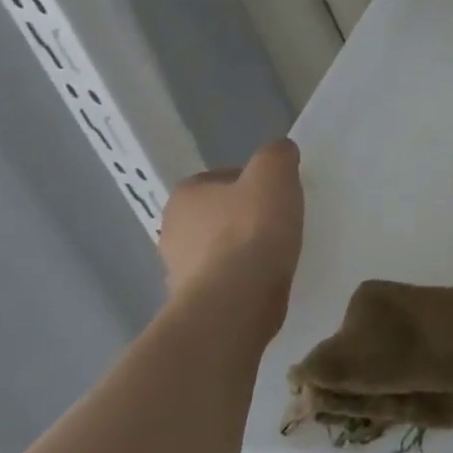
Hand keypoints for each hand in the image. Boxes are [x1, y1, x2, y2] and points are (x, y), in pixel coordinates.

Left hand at [158, 139, 303, 338]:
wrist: (234, 301)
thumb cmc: (252, 230)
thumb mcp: (275, 175)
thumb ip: (277, 155)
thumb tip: (280, 151)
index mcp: (185, 194)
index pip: (223, 178)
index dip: (254, 184)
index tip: (278, 196)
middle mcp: (171, 228)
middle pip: (219, 214)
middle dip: (246, 217)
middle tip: (281, 222)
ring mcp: (178, 269)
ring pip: (219, 248)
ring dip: (243, 249)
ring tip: (278, 253)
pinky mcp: (193, 300)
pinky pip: (223, 279)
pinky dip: (242, 277)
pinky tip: (266, 279)